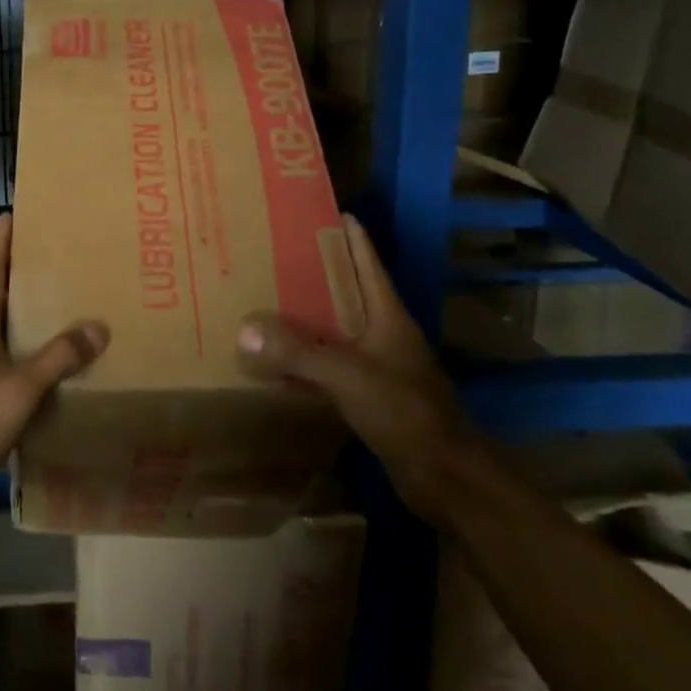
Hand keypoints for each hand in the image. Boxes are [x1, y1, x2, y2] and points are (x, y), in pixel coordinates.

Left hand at [0, 213, 107, 517]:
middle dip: (22, 271)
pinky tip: (48, 356)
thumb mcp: (20, 388)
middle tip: (57, 253)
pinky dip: (25, 344)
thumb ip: (59, 356)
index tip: (14, 212)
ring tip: (61, 299)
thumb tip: (98, 325)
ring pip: (0, 324)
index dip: (3, 241)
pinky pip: (3, 353)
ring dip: (25, 309)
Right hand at [237, 214, 472, 521]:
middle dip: (318, 273)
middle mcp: (385, 334)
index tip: (327, 212)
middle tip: (278, 253)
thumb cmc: (405, 412)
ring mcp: (380, 366)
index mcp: (388, 316)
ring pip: (338, 330)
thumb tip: (245, 329)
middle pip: (349, 293)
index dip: (351, 237)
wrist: (445, 478)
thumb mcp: (348, 375)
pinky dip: (307, 359)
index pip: (368, 264)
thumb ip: (298, 352)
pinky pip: (332, 366)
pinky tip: (280, 360)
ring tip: (270, 300)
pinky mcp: (371, 397)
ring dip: (309, 317)